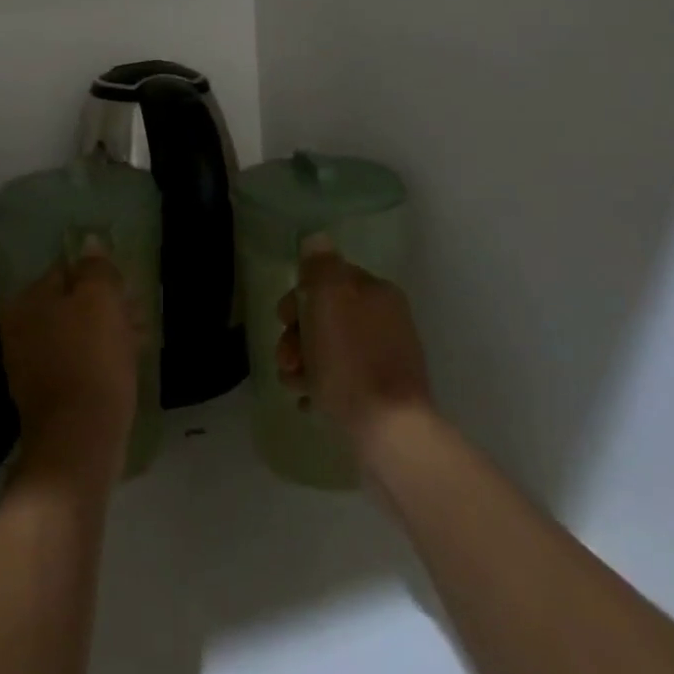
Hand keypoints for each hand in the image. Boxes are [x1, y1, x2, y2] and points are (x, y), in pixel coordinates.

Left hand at [0, 246, 140, 490]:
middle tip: (137, 316)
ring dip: (105, 332)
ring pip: (75, 334)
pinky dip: (97, 359)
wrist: (79, 440)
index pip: (66, 270)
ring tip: (138, 341)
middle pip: (70, 303)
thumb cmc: (92, 360)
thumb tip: (90, 244)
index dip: (100, 276)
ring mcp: (29, 364)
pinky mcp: (45, 394)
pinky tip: (124, 365)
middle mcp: (19, 328)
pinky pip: (75, 362)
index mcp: (27, 302)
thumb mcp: (100, 301)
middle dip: (105, 306)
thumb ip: (96, 268)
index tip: (127, 289)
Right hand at [276, 239, 434, 455]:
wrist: (389, 434)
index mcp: (376, 293)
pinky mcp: (383, 397)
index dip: (299, 297)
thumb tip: (316, 239)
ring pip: (329, 350)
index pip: (328, 279)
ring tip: (294, 386)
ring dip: (303, 364)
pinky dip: (320, 388)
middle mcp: (386, 320)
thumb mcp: (329, 300)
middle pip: (325, 316)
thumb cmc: (351, 361)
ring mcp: (386, 360)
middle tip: (286, 359)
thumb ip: (320, 266)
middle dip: (297, 336)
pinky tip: (309, 403)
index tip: (283, 320)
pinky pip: (341, 382)